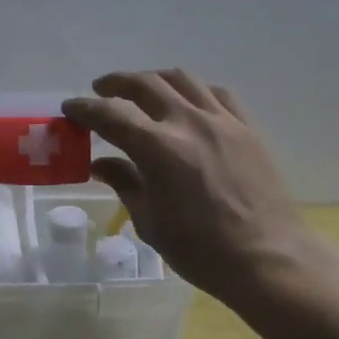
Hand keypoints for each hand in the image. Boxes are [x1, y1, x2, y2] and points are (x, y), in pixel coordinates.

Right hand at [63, 70, 334, 306]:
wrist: (269, 260)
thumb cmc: (201, 250)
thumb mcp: (149, 221)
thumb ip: (124, 182)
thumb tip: (101, 164)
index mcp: (157, 148)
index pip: (109, 114)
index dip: (84, 108)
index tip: (70, 108)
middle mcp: (188, 122)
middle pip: (145, 84)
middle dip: (116, 83)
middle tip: (100, 90)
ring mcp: (222, 121)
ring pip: (182, 79)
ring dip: (154, 79)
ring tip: (141, 89)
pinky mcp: (247, 128)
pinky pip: (217, 93)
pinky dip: (193, 91)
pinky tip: (188, 102)